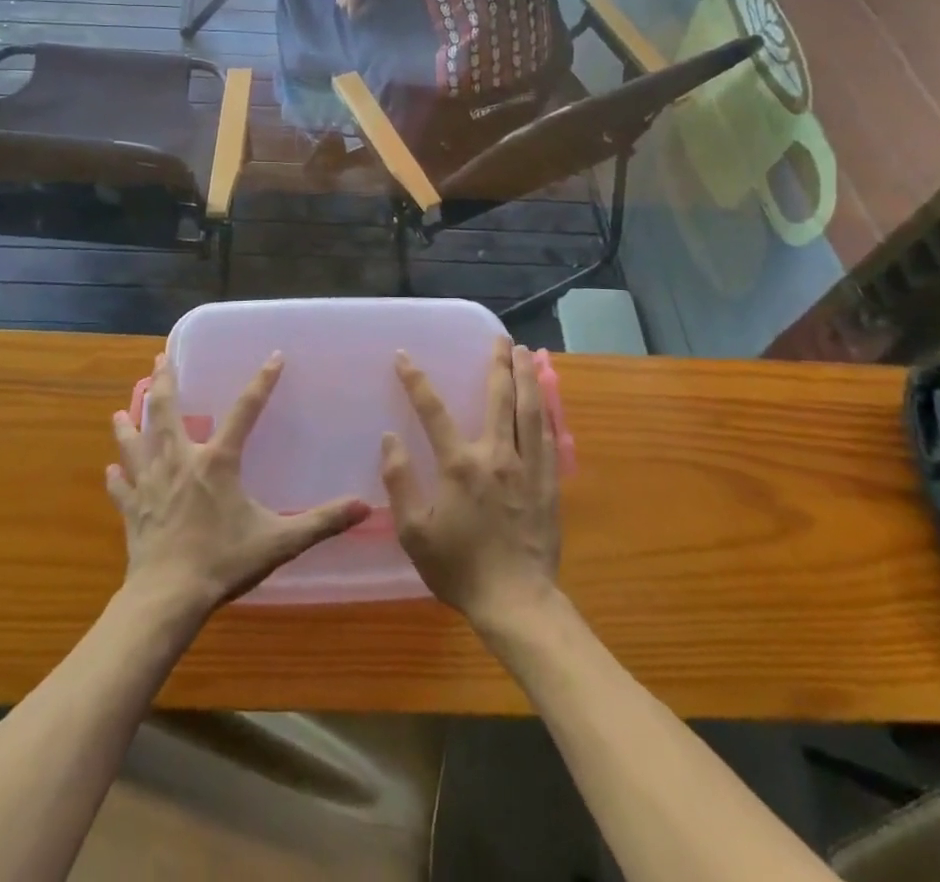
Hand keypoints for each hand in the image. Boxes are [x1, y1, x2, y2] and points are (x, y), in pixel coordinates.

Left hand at [109, 353, 370, 621]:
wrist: (167, 599)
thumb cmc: (222, 563)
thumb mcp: (279, 541)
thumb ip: (321, 522)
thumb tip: (365, 507)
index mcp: (217, 462)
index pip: (245, 410)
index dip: (262, 382)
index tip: (274, 356)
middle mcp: (180, 461)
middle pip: (167, 411)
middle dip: (165, 381)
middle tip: (161, 358)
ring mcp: (150, 484)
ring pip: (135, 442)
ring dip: (129, 421)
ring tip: (122, 407)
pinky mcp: (132, 510)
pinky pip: (121, 486)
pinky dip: (117, 475)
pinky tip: (110, 469)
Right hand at [380, 339, 561, 629]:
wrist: (516, 602)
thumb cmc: (459, 568)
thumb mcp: (414, 532)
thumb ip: (400, 482)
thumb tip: (390, 438)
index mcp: (459, 465)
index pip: (433, 411)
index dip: (416, 381)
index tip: (404, 356)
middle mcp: (496, 455)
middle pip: (498, 397)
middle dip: (497, 363)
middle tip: (499, 338)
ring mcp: (528, 467)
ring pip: (529, 410)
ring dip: (526, 377)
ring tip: (525, 352)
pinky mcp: (550, 483)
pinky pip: (549, 438)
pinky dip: (546, 411)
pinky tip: (545, 400)